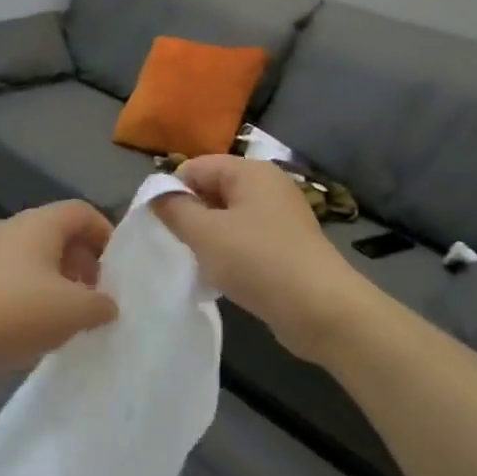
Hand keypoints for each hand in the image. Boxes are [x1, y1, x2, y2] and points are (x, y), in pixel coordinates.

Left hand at [0, 201, 118, 377]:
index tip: (117, 268)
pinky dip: (31, 293)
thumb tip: (107, 305)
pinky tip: (37, 326)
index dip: (105, 234)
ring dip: (57, 279)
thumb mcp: (75, 311)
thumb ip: (101, 305)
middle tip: (97, 293)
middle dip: (83, 261)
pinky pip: (11, 278)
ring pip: (33, 257)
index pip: (81, 211)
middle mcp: (11, 228)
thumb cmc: (17, 311)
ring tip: (70, 314)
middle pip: (57, 233)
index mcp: (39, 223)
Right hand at [154, 156, 367, 362]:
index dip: (173, 190)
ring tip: (199, 263)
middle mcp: (268, 186)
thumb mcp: (205, 233)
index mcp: (250, 171)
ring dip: (209, 237)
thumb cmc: (257, 261)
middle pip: (214, 189)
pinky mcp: (287, 245)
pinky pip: (246, 238)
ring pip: (229, 217)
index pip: (197, 166)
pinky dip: (230, 252)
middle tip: (177, 245)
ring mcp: (281, 216)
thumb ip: (174, 209)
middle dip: (191, 214)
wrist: (320, 309)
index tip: (159, 223)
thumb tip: (156, 194)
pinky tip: (223, 276)